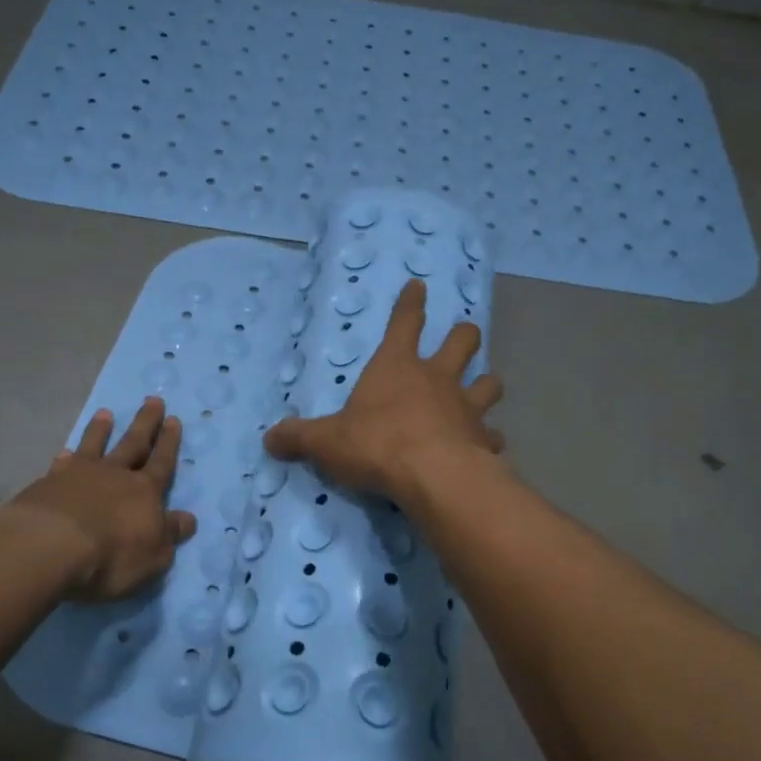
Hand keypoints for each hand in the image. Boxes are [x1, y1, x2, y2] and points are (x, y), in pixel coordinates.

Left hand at [5, 397, 197, 601]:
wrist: (49, 547)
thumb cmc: (111, 556)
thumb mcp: (153, 555)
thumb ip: (170, 534)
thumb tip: (189, 518)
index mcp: (145, 491)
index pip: (162, 462)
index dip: (169, 442)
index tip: (174, 419)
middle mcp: (115, 475)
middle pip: (134, 443)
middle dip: (146, 423)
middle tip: (153, 400)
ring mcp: (80, 475)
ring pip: (95, 445)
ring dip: (102, 430)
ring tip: (106, 413)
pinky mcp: (49, 484)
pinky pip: (62, 464)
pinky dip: (65, 456)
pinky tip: (64, 451)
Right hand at [264, 279, 504, 508]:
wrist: (432, 475)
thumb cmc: (376, 444)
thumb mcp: (326, 441)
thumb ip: (299, 437)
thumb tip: (269, 439)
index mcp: (396, 366)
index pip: (404, 322)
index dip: (411, 303)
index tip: (419, 285)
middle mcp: (437, 378)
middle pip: (462, 342)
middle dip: (463, 335)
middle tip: (464, 335)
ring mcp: (466, 406)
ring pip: (488, 383)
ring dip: (486, 383)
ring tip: (484, 388)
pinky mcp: (482, 438)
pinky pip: (491, 434)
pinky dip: (488, 438)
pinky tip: (486, 446)